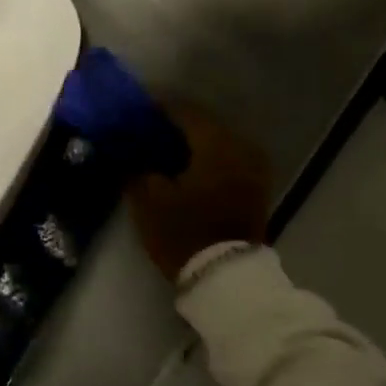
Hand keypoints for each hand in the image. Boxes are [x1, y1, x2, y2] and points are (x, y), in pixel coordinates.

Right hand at [125, 102, 270, 283]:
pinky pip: (226, 161)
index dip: (157, 107)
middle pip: (202, 125)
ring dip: (191, 144)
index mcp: (215, 142)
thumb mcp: (148, 199)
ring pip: (216, 143)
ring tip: (163, 151)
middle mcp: (240, 146)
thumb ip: (137, 167)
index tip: (135, 108)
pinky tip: (184, 169)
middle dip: (174, 126)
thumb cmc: (184, 231)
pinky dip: (206, 160)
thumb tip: (130, 151)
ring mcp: (253, 168)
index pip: (183, 111)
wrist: (226, 278)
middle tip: (146, 130)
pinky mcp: (255, 189)